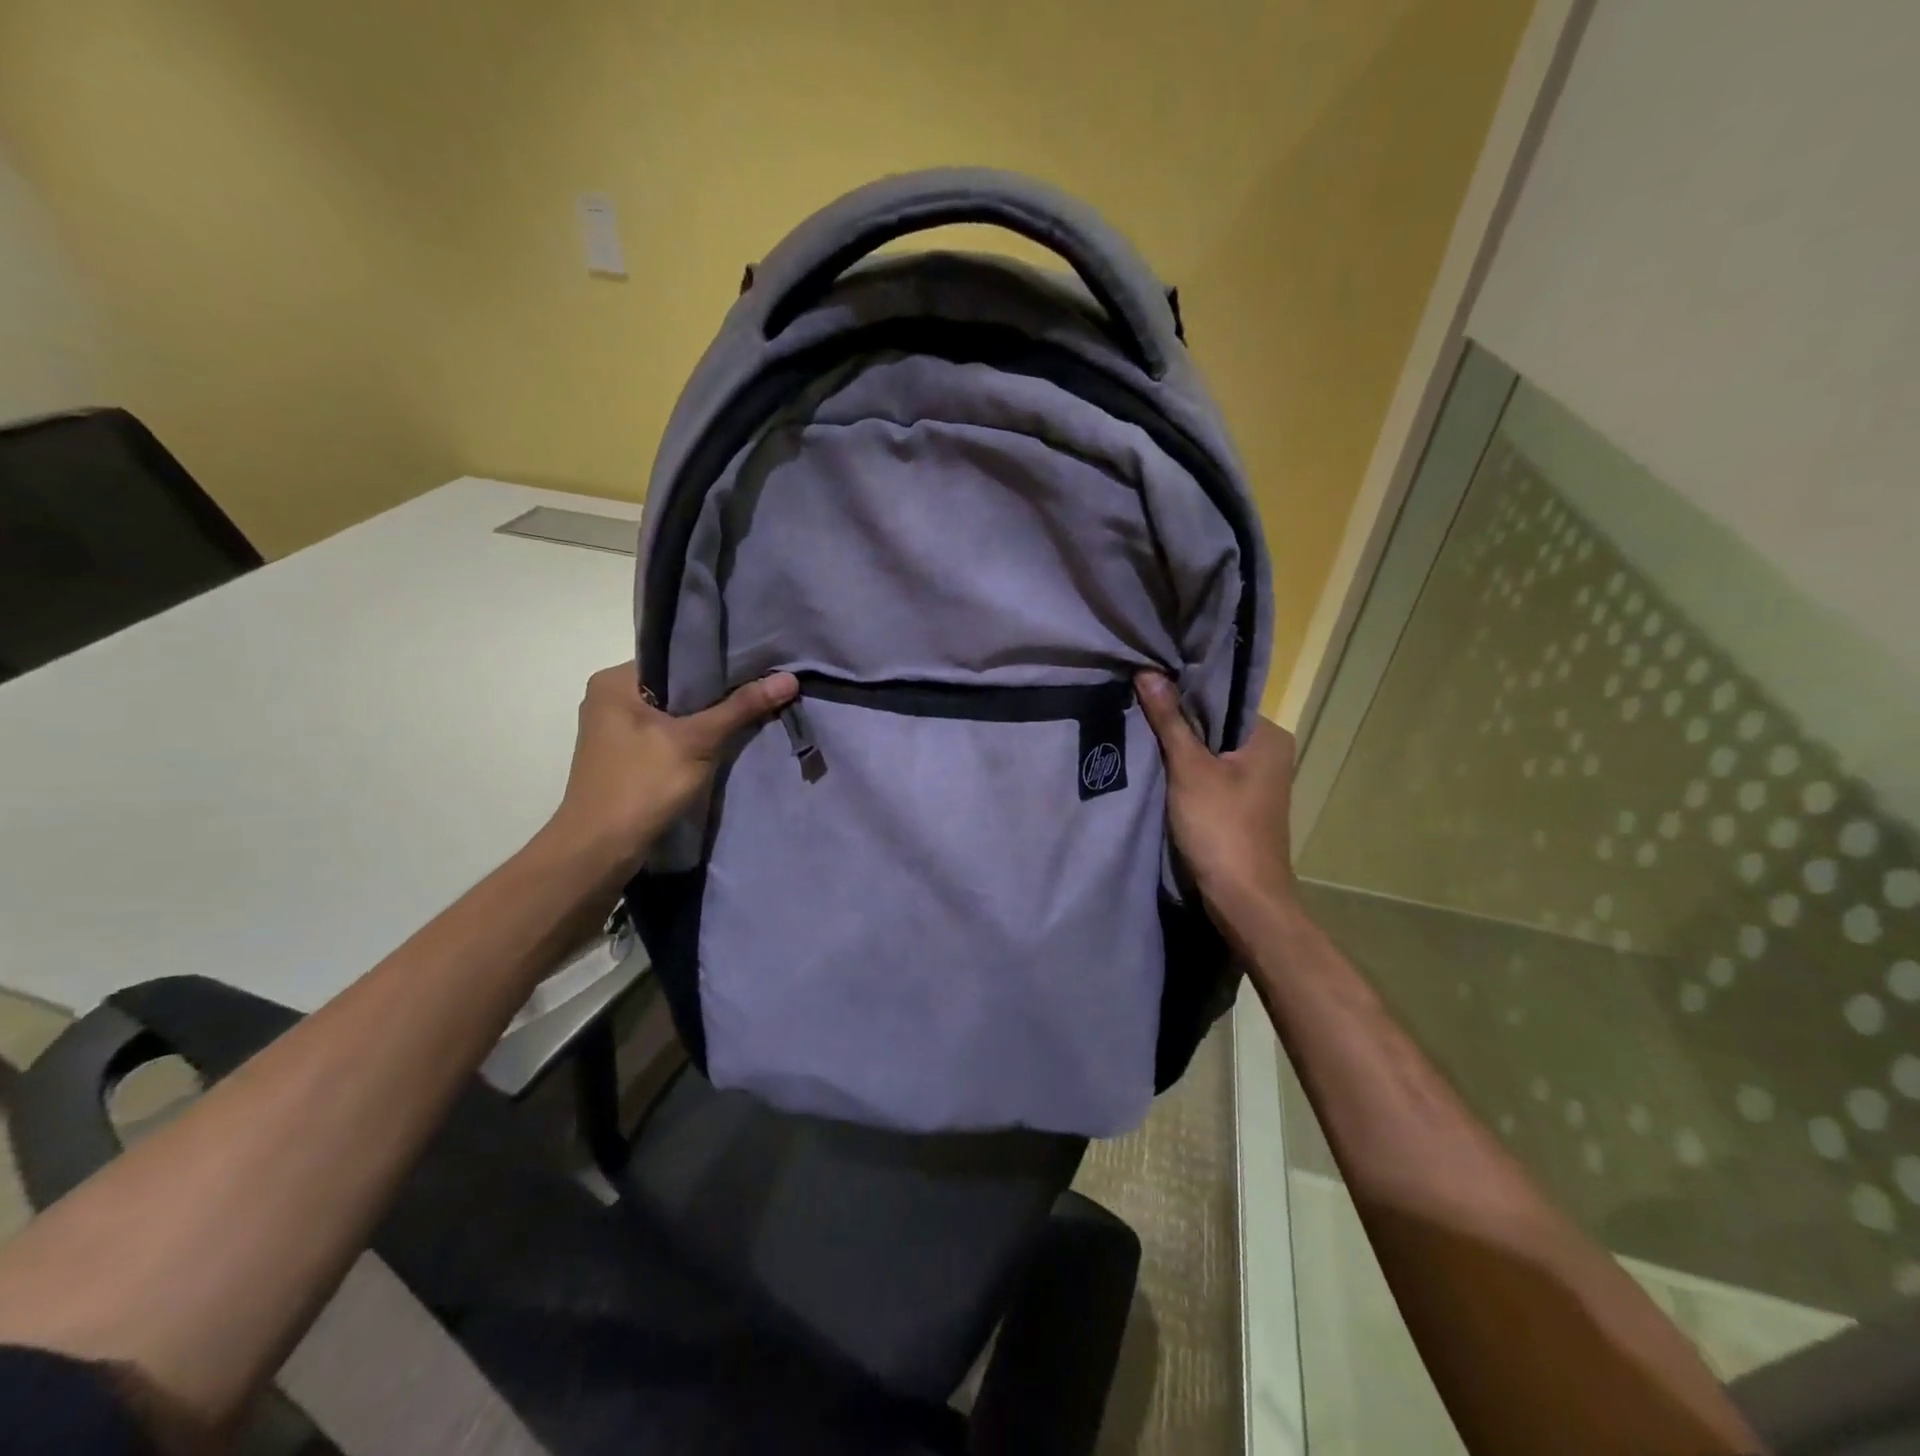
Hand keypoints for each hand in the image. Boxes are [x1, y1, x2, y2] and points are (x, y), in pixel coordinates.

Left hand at [545, 663, 797, 873]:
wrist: (599, 850)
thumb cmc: (641, 785)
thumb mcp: (697, 742)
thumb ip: (741, 708)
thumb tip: (789, 678)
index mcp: (614, 681)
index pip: (673, 656)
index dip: (716, 659)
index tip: (755, 663)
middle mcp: (608, 699)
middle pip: (674, 685)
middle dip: (715, 690)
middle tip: (759, 686)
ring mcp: (613, 731)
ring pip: (670, 712)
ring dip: (704, 716)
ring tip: (748, 709)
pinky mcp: (622, 758)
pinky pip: (664, 735)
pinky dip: (690, 737)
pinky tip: (720, 740)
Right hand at [1135, 672, 1298, 925]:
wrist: (1244, 898)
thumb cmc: (1221, 827)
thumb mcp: (1189, 769)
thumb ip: (1169, 720)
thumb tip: (1147, 672)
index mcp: (1269, 735)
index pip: (1222, 696)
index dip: (1183, 690)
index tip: (1146, 685)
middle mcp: (1270, 752)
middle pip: (1215, 723)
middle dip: (1178, 720)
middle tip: (1136, 706)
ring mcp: (1257, 781)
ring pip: (1211, 750)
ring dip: (1180, 747)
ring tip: (1140, 731)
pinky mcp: (1241, 804)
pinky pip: (1210, 774)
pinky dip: (1186, 771)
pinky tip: (1157, 767)